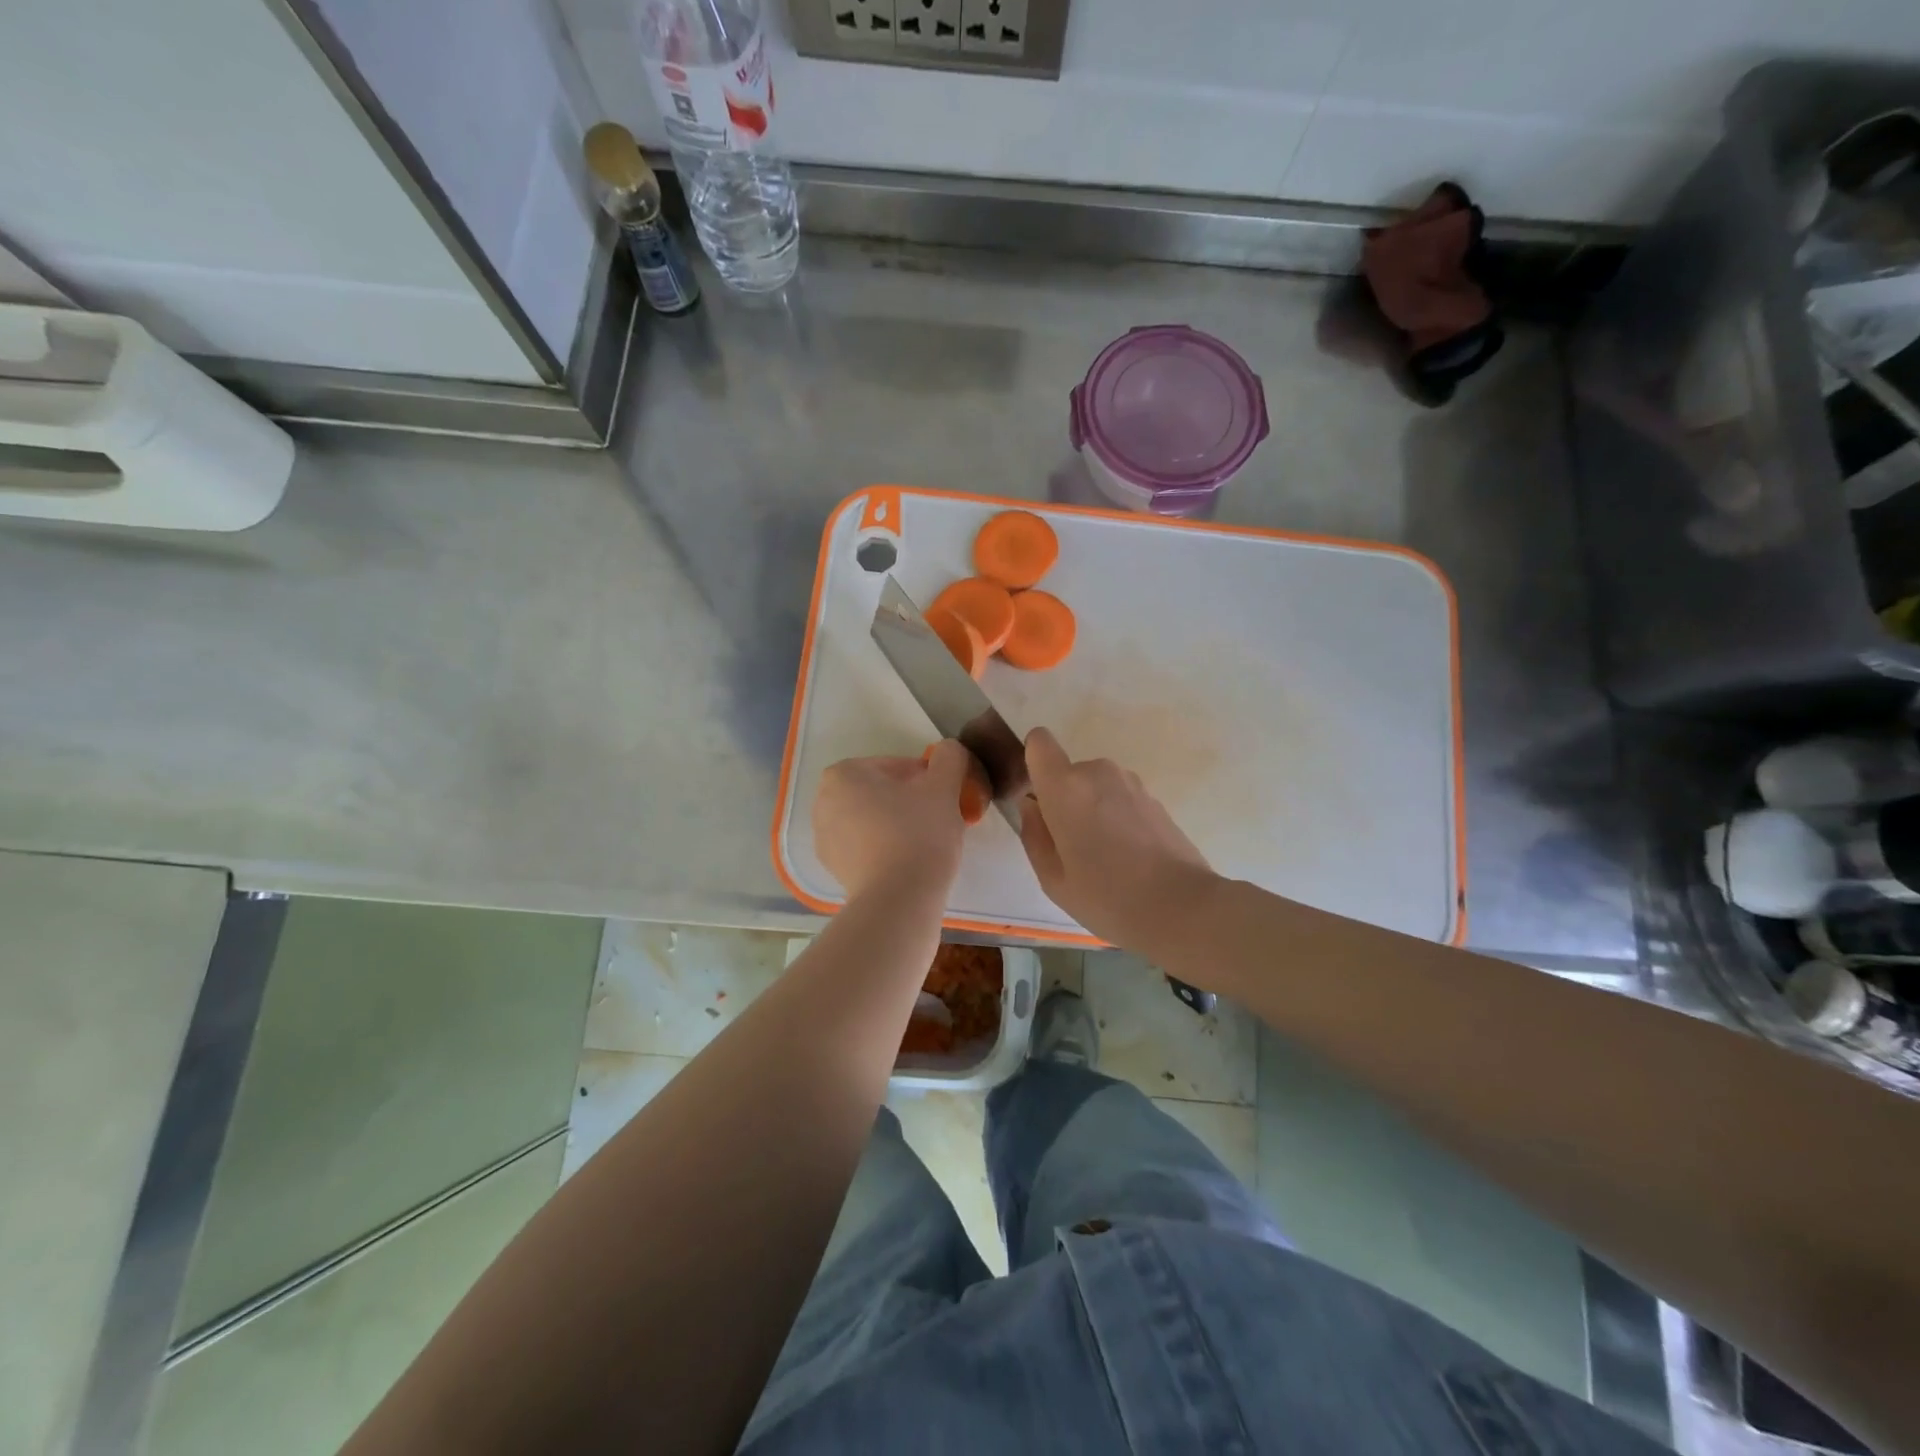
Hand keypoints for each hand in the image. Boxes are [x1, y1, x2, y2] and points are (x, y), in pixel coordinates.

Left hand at [814, 740, 972, 900]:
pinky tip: (910, 862)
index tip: (946, 796)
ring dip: (899, 823)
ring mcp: (824, 838)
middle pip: (882, 792)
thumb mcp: (944, 787)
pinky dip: (886, 848)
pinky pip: (866, 847)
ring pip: (873, 820)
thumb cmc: (919, 834)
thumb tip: (949, 750)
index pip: (896, 766)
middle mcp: (823, 801)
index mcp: (843, 774)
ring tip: (928, 841)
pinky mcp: (833, 869)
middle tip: (940, 817)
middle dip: (910, 800)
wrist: (898, 900)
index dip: (927, 778)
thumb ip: (949, 758)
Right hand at [1018, 727, 1219, 954]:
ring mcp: (1131, 783)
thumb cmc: (1106, 897)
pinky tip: (1130, 858)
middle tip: (1073, 848)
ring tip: (1105, 857)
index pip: (1039, 742)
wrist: (1182, 907)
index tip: (1040, 800)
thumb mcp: (1052, 878)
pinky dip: (1118, 819)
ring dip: (1093, 811)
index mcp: (1065, 787)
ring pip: (1096, 787)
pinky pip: (1120, 800)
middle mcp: (1098, 773)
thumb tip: (1033, 806)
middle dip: (1065, 800)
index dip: (1035, 764)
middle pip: (1068, 773)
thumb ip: (1034, 834)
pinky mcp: (1155, 798)